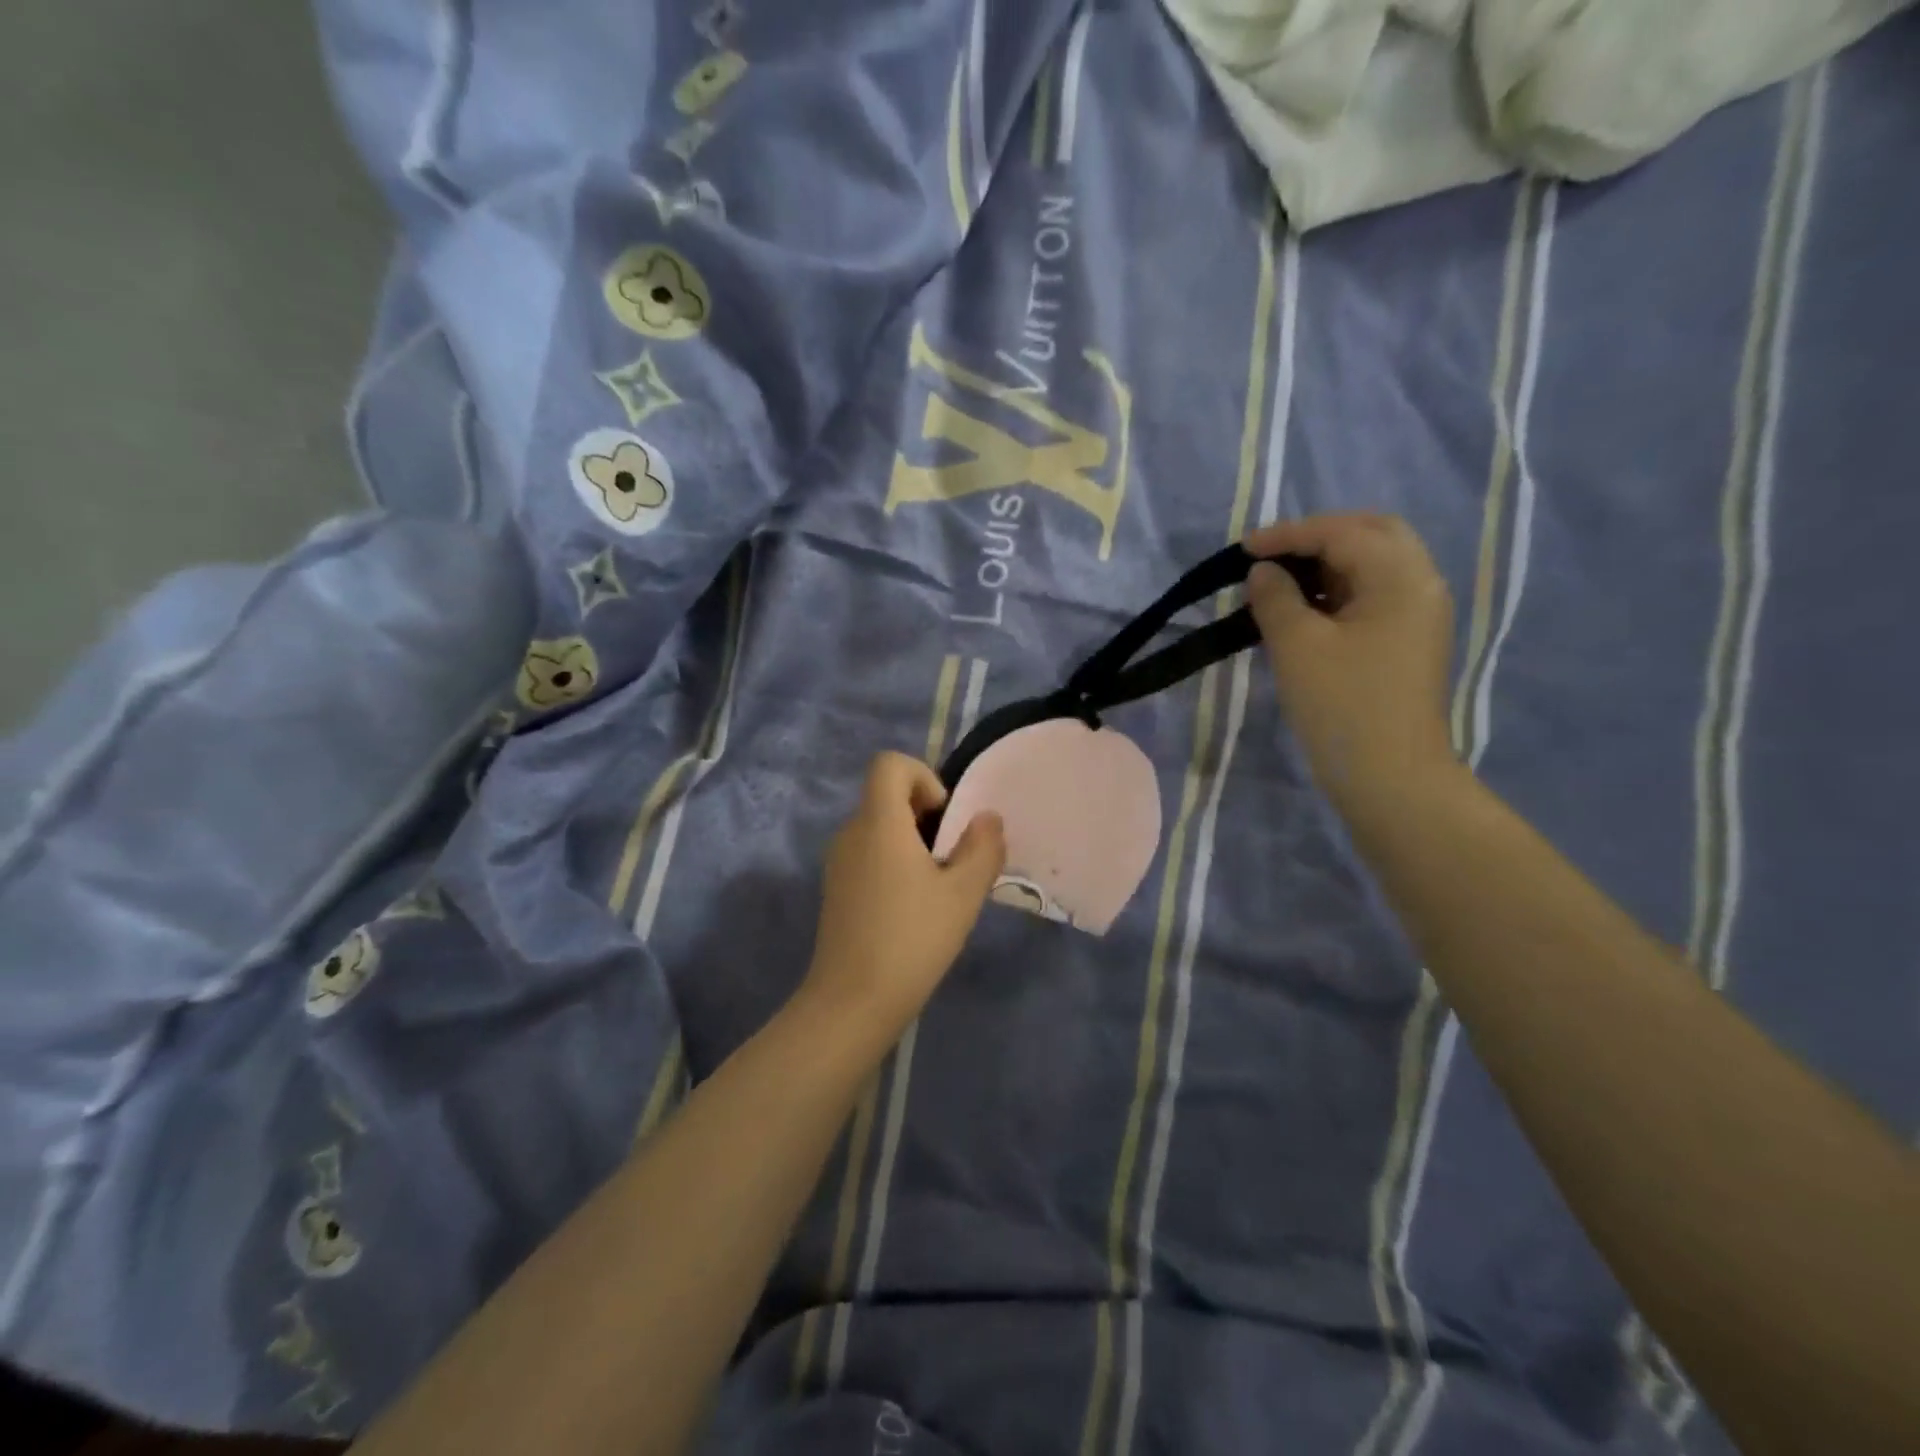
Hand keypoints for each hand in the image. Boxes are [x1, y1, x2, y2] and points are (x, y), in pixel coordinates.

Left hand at [801, 753, 1005, 1041]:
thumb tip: (987, 818)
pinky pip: (868, 854)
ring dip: (912, 842)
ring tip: (937, 887)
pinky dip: (893, 863)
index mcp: (879, 822)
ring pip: (879, 828)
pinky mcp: (835, 889)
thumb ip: (982, 848)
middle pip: (886, 796)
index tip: (944, 817)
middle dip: (925, 814)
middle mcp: (851, 832)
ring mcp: (838, 862)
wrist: (852, 1002)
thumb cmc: (912, 939)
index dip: (922, 776)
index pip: (889, 764)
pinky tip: (912, 908)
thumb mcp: (962, 894)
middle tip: (951, 858)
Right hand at [1245, 513, 1456, 820]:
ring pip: (1374, 565)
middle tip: (1273, 554)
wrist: (1390, 777)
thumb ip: (1275, 598)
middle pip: (1372, 535)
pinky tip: (1305, 609)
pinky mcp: (1408, 642)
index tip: (1244, 549)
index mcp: (1401, 578)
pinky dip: (1338, 590)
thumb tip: (1264, 572)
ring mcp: (1419, 615)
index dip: (1290, 534)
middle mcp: (1421, 585)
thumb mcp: (1297, 646)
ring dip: (1328, 563)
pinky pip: (1373, 596)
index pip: (1342, 533)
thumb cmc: (1342, 706)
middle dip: (1319, 537)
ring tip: (1281, 581)